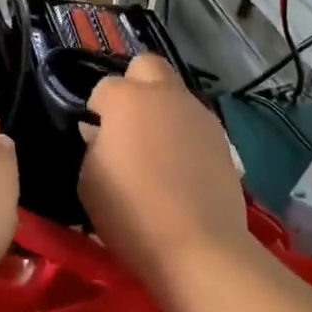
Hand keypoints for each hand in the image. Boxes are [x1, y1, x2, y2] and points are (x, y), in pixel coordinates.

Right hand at [78, 54, 253, 298]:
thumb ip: (92, 147)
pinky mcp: (222, 137)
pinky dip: (184, 132)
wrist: (198, 246)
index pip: (104, 87)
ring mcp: (197, 113)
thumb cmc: (130, 213)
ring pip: (175, 93)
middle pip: (147, 65)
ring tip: (156, 148)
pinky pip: (195, 122)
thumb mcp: (89, 181)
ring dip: (162, 108)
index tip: (95, 134)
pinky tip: (180, 165)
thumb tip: (100, 134)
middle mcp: (164, 94)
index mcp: (125, 99)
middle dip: (134, 84)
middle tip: (127, 120)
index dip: (97, 110)